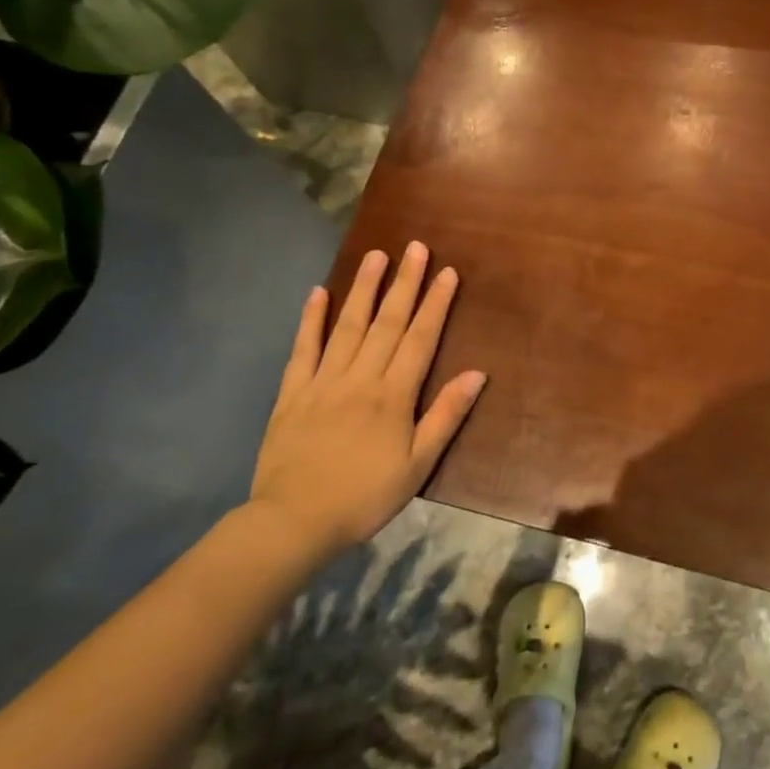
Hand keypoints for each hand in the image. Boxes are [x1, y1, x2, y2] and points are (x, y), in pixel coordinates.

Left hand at [248, 242, 486, 565]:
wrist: (293, 521)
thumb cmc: (364, 496)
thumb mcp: (417, 464)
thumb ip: (445, 415)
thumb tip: (477, 373)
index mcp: (393, 395)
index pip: (420, 338)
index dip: (435, 303)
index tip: (446, 272)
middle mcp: (360, 377)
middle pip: (387, 322)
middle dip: (404, 283)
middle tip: (415, 247)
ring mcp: (323, 381)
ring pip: (348, 325)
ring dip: (364, 288)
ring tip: (376, 255)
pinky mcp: (292, 392)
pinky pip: (303, 348)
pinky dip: (310, 319)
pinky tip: (318, 292)